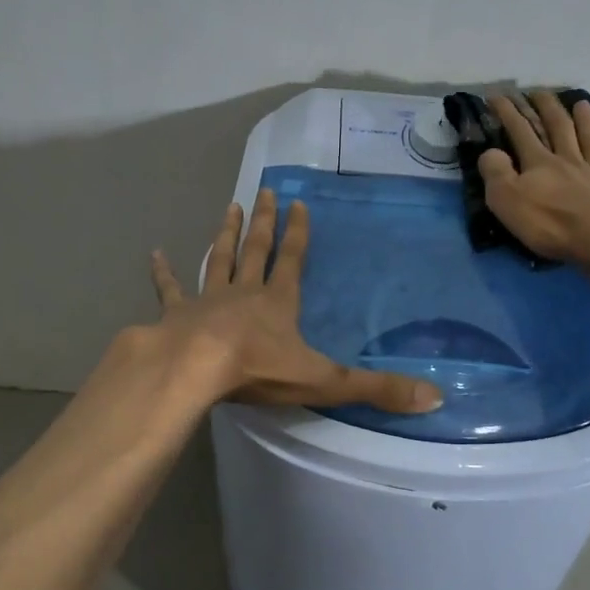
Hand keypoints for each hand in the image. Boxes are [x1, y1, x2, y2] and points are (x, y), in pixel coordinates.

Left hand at [150, 188, 444, 413]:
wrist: (195, 371)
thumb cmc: (259, 371)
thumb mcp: (326, 382)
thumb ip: (378, 389)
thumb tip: (435, 397)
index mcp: (278, 303)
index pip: (293, 260)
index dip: (299, 233)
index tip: (299, 203)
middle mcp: (244, 293)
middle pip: (256, 250)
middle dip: (262, 222)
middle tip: (263, 191)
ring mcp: (207, 301)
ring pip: (219, 259)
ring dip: (225, 234)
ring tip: (228, 207)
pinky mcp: (176, 315)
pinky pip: (170, 289)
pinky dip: (164, 273)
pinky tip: (155, 254)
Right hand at [479, 90, 589, 272]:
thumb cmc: (550, 223)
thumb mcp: (507, 200)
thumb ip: (496, 173)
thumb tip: (490, 152)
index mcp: (540, 163)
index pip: (520, 131)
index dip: (507, 112)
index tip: (496, 95)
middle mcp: (570, 160)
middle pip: (558, 128)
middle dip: (547, 108)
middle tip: (540, 92)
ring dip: (585, 121)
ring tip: (582, 104)